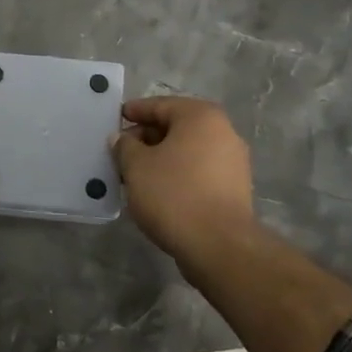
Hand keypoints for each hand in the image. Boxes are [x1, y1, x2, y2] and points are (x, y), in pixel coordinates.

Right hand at [112, 97, 257, 260]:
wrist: (219, 246)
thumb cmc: (174, 194)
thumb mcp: (136, 166)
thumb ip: (125, 146)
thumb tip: (122, 139)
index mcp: (200, 116)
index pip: (160, 105)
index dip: (135, 111)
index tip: (116, 119)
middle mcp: (223, 131)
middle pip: (176, 127)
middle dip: (147, 137)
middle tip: (121, 151)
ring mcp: (233, 161)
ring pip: (188, 151)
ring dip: (162, 157)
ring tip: (136, 173)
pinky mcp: (235, 188)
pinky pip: (199, 171)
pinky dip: (178, 174)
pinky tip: (159, 190)